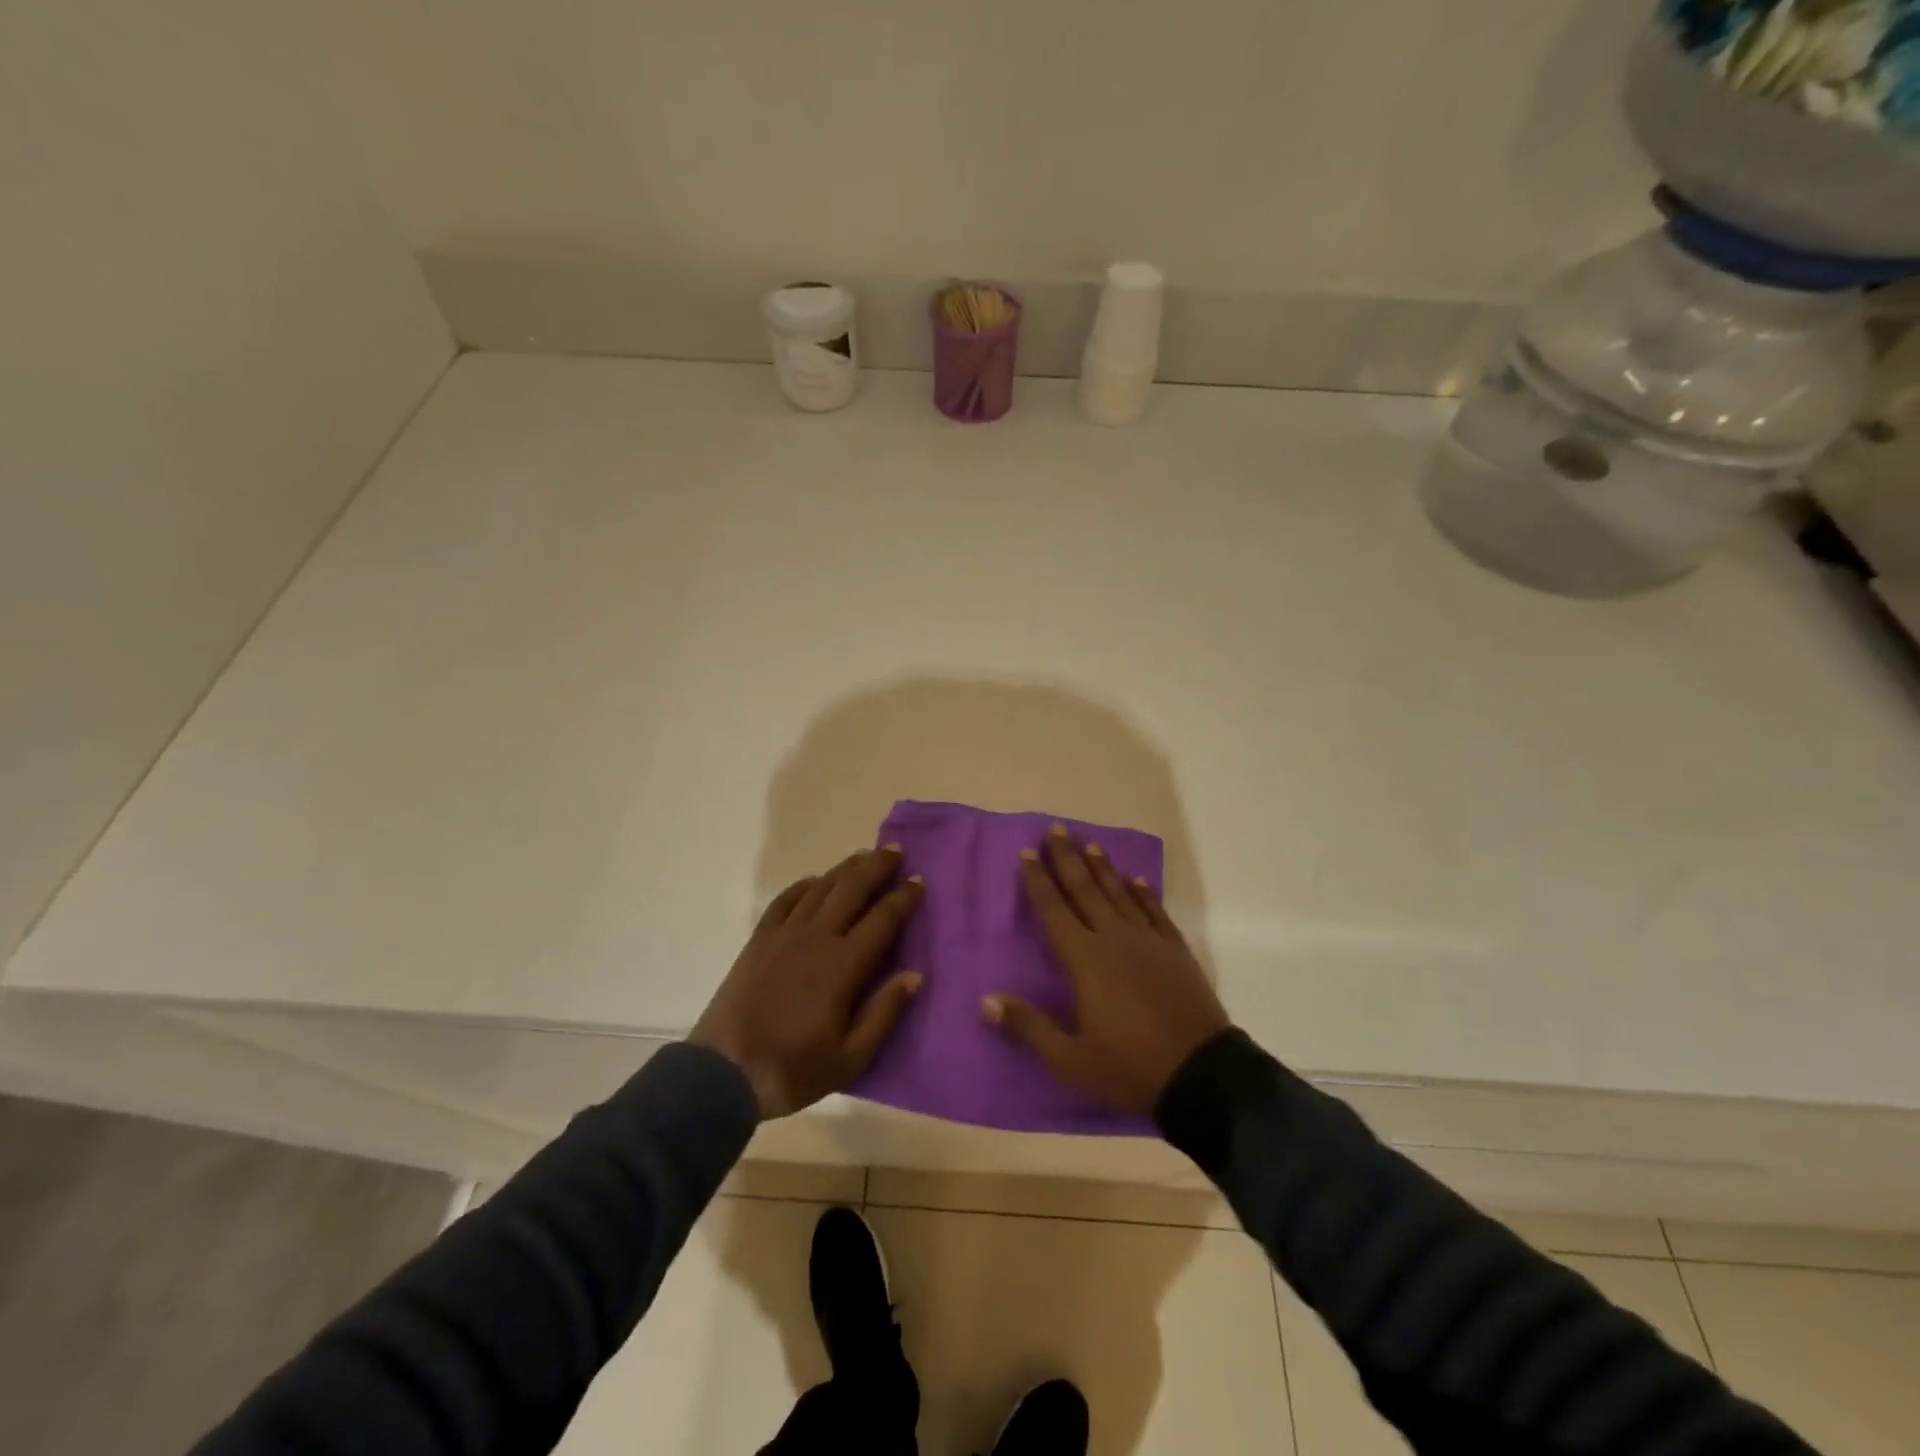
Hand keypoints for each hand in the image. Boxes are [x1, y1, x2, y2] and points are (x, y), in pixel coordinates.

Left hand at [690, 846, 923, 1117]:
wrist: (722, 1073)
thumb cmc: (793, 1068)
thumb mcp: (850, 1058)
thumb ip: (884, 1013)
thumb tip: (914, 975)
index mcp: (843, 965)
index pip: (882, 919)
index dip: (903, 897)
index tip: (919, 880)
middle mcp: (816, 938)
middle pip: (851, 889)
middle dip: (876, 866)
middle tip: (895, 850)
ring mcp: (784, 935)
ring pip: (820, 888)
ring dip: (845, 869)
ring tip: (863, 855)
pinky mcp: (759, 940)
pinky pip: (785, 901)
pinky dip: (803, 885)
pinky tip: (814, 881)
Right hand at [984, 825, 1229, 1116]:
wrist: (1202, 1075)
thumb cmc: (1129, 1067)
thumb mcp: (1071, 1059)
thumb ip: (1029, 1026)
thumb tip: (986, 1001)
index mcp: (1085, 960)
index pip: (1054, 911)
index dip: (1038, 881)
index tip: (1027, 853)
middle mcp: (1114, 939)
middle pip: (1085, 890)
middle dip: (1067, 859)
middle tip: (1056, 829)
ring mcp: (1149, 942)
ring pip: (1120, 894)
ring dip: (1103, 869)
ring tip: (1090, 844)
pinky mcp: (1176, 951)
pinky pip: (1155, 913)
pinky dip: (1144, 894)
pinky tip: (1137, 880)